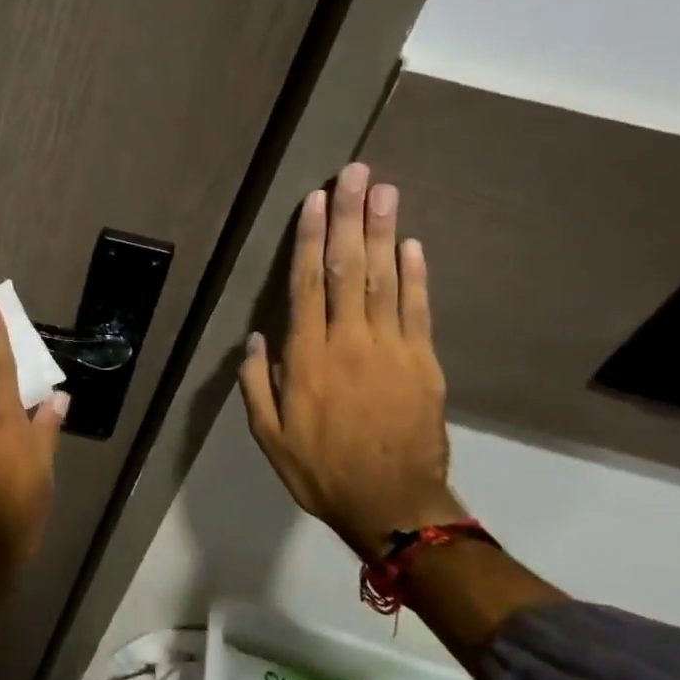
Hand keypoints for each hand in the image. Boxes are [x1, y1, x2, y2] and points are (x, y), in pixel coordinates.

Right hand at [239, 162, 453, 560]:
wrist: (393, 506)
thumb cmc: (321, 469)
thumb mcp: (268, 436)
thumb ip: (257, 384)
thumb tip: (255, 337)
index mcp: (308, 357)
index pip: (308, 284)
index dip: (311, 238)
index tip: (315, 200)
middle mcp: (349, 341)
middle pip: (350, 268)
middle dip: (349, 217)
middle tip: (355, 173)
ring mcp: (391, 349)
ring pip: (385, 279)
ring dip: (383, 231)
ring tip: (384, 191)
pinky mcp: (424, 363)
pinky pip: (418, 310)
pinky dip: (416, 275)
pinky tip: (411, 243)